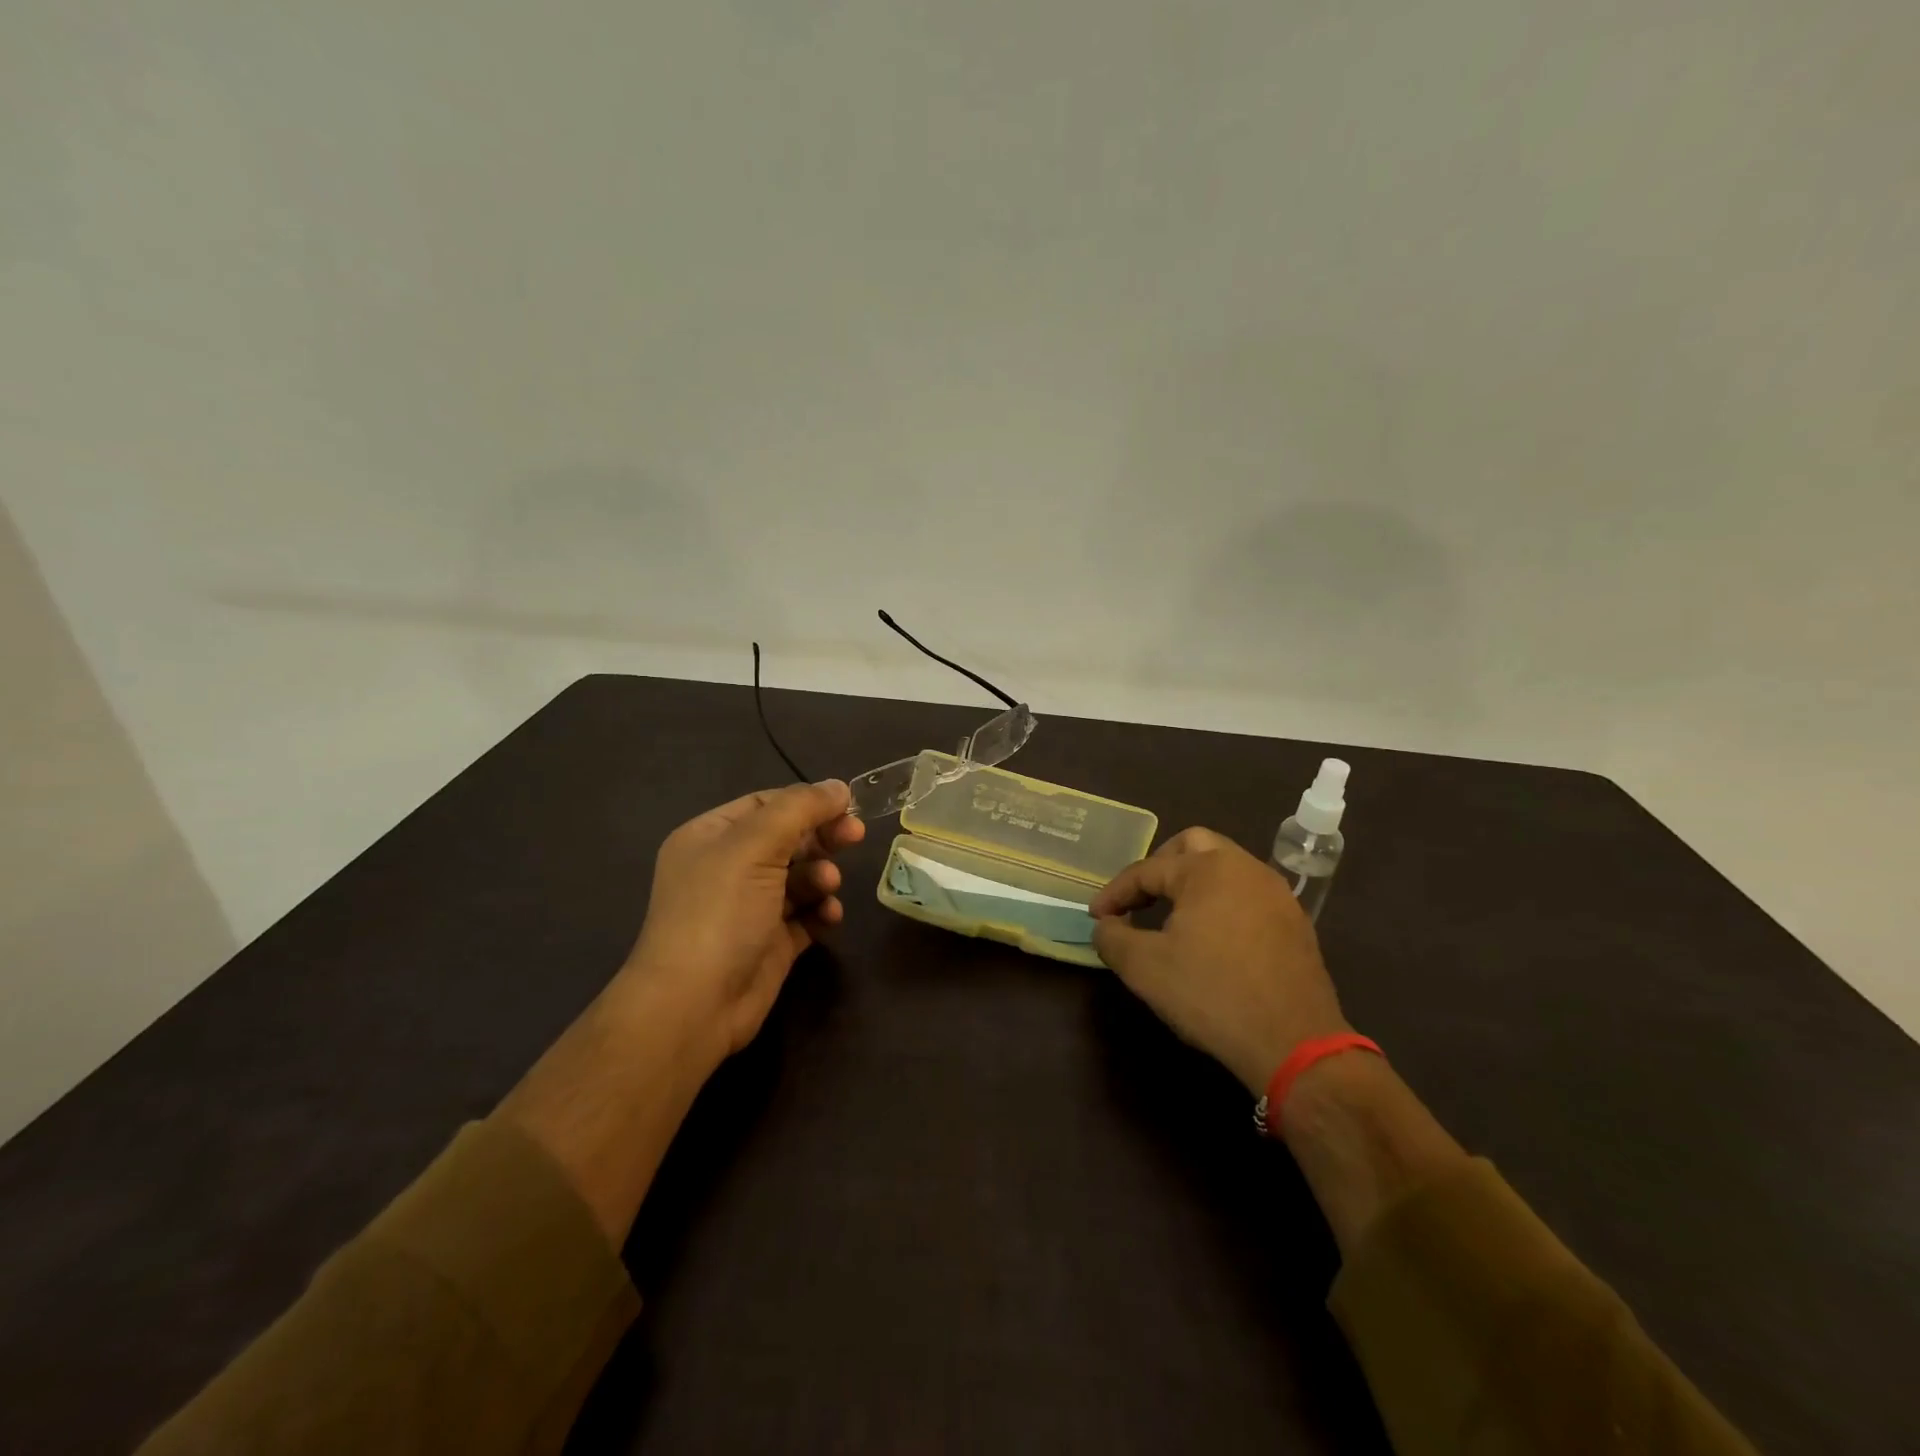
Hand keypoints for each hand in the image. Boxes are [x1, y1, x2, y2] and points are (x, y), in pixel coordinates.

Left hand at [626, 780, 864, 1068]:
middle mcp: (727, 868)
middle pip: (787, 839)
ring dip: (820, 876)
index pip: (767, 804)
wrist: (695, 1005)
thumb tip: (839, 786)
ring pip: (800, 876)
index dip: (807, 802)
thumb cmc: (720, 912)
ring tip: (827, 888)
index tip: (847, 806)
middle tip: (854, 837)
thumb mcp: (755, 846)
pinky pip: (806, 914)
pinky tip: (829, 916)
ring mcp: (749, 907)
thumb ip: (799, 809)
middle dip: (821, 837)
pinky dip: (821, 911)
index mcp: (711, 836)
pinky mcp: (770, 941)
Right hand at [1090, 827, 1349, 1094]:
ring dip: (1193, 883)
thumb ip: (1112, 937)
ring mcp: (1276, 893)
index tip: (1096, 917)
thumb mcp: (1143, 968)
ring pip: (1225, 867)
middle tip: (1139, 899)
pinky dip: (1222, 903)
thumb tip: (1106, 925)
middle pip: (1193, 846)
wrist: (1294, 1043)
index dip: (1115, 892)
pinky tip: (1212, 938)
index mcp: (1207, 869)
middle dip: (1159, 867)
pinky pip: (1248, 894)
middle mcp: (1245, 868)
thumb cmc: (1211, 994)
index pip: (1147, 870)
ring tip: (1172, 916)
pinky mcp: (1295, 922)